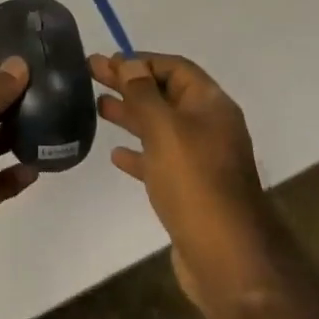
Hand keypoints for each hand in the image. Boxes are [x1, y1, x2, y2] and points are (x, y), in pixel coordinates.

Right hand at [94, 53, 279, 315]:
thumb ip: (143, 93)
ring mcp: (201, 159)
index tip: (107, 62)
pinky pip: (160, 160)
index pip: (174, 67)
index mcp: (211, 105)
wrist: (227, 258)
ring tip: (97, 107)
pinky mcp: (190, 189)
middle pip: (164, 94)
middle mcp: (209, 126)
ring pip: (160, 126)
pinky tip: (115, 156)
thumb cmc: (195, 182)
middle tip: (91, 74)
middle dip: (129, 83)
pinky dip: (139, 153)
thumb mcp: (165, 129)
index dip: (141, 61)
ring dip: (131, 114)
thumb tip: (129, 62)